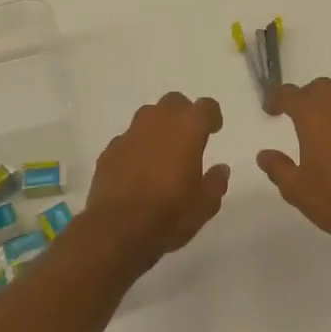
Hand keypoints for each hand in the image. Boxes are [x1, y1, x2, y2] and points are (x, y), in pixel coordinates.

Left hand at [85, 93, 230, 266]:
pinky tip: (138, 169)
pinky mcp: (109, 150)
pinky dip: (136, 147)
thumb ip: (216, 182)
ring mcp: (130, 134)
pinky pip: (128, 139)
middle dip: (183, 114)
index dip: (212, 115)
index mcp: (187, 129)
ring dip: (158, 127)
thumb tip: (220, 169)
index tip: (214, 129)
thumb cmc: (170, 214)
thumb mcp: (205, 205)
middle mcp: (158, 122)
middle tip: (188, 137)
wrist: (117, 229)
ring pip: (148, 116)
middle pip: (174, 102)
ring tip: (163, 151)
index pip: (205, 106)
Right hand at [256, 78, 330, 260]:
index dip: (277, 98)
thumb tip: (264, 155)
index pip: (291, 95)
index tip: (269, 110)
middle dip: (304, 96)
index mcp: (314, 116)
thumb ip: (278, 168)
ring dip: (326, 103)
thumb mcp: (297, 189)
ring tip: (317, 125)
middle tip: (294, 114)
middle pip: (320, 88)